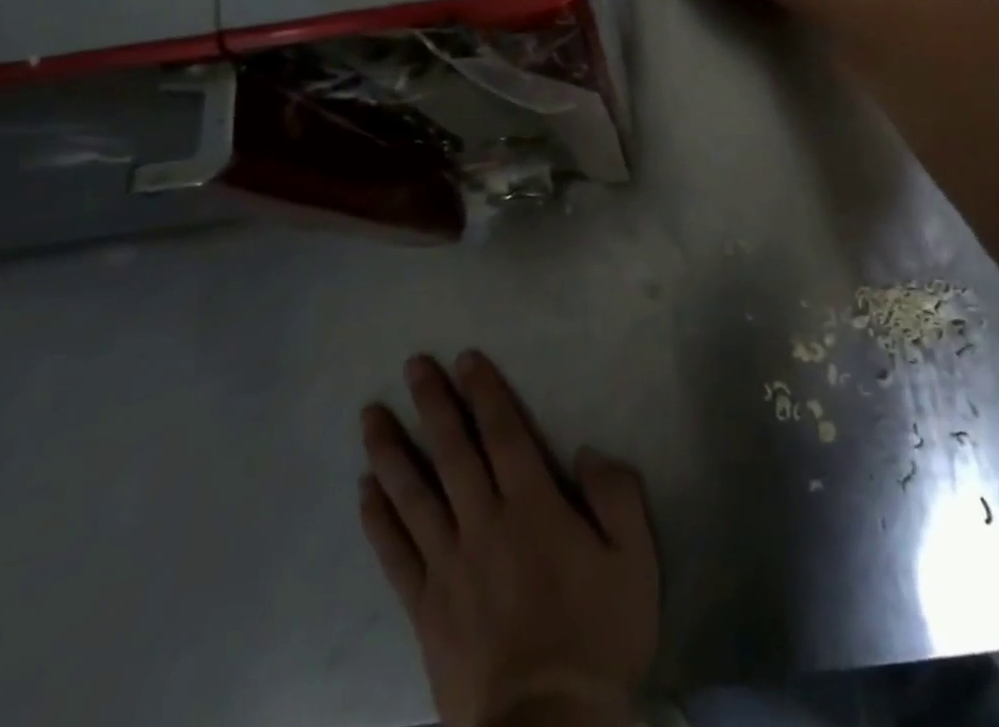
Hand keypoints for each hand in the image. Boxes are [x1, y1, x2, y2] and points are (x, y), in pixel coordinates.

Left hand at [359, 352, 658, 726]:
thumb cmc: (597, 640)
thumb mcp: (635, 562)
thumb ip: (617, 495)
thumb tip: (586, 451)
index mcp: (533, 507)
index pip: (503, 433)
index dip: (484, 392)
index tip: (465, 359)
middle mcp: (484, 523)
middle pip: (452, 451)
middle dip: (433, 403)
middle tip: (413, 365)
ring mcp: (448, 566)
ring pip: (413, 494)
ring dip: (391, 450)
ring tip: (371, 416)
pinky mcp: (425, 609)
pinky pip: (394, 554)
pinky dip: (377, 520)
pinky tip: (364, 491)